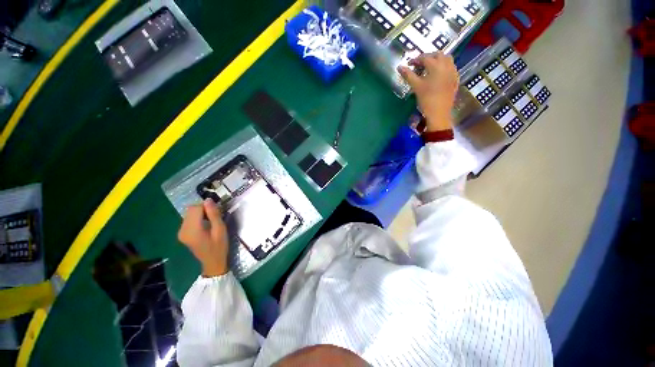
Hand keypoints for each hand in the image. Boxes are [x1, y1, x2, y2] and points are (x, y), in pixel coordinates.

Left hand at [178, 199, 228, 276]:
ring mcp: (181, 232)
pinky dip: (197, 218)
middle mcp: (182, 229)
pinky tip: (205, 224)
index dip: (206, 206)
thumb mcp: (220, 229)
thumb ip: (214, 214)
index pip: (195, 208)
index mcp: (192, 229)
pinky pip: (189, 219)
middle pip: (191, 210)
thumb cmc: (219, 246)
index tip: (217, 210)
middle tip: (215, 215)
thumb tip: (208, 200)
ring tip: (211, 220)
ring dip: (201, 213)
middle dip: (203, 209)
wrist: (213, 262)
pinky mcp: (182, 233)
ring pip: (189, 213)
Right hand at [398, 52, 459, 131]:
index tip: (409, 64)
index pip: (425, 57)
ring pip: (447, 59)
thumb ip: (408, 75)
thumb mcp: (416, 87)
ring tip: (429, 68)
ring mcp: (453, 72)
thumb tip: (400, 67)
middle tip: (419, 65)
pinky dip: (444, 67)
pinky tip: (438, 75)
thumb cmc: (426, 99)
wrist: (439, 113)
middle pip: (438, 55)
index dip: (416, 59)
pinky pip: (451, 67)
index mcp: (436, 66)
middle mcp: (447, 65)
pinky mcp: (456, 79)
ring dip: (438, 60)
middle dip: (428, 57)